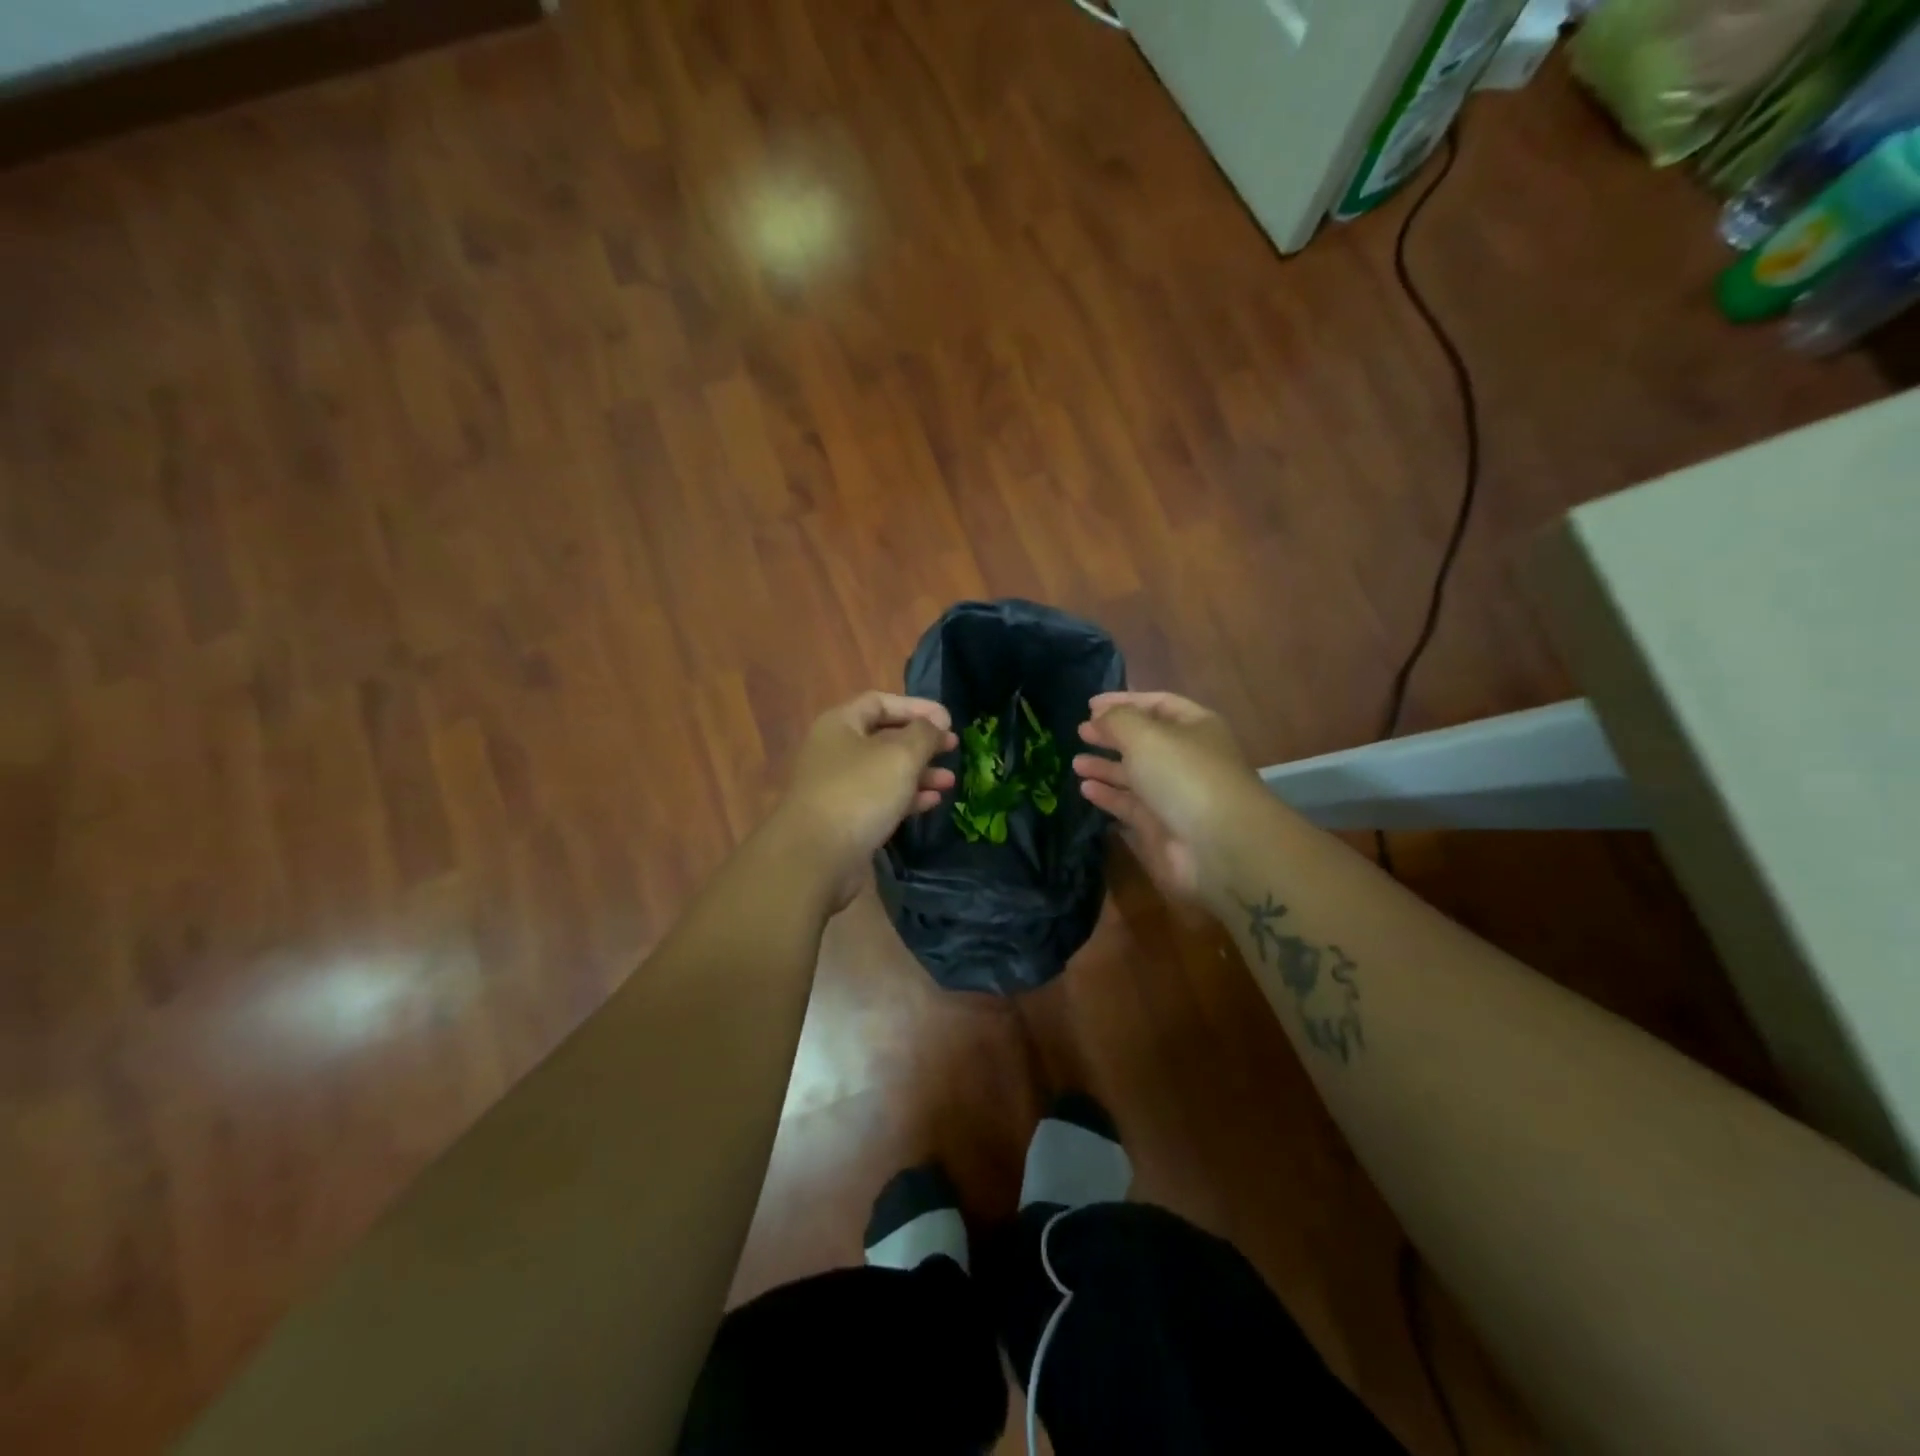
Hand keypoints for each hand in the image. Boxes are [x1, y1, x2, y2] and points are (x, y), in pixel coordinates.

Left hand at [775, 691, 958, 909]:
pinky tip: (932, 802)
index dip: (916, 707)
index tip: (948, 720)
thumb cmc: (860, 793)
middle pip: (884, 737)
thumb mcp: (900, 755)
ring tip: (950, 781)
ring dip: (919, 772)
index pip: (880, 702)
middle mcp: (835, 750)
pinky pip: (881, 799)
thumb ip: (924, 734)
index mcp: (840, 724)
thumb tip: (936, 725)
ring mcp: (838, 786)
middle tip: (953, 748)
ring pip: (885, 771)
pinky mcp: (845, 818)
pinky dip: (907, 797)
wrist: (817, 856)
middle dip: (921, 742)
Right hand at [1073, 691, 1263, 901]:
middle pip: (1144, 741)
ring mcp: (1175, 794)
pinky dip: (1108, 796)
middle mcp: (1186, 758)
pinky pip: (1130, 805)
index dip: (1124, 701)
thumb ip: (1116, 720)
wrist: (1218, 846)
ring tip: (1076, 763)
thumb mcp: (1145, 735)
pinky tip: (1086, 789)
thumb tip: (1099, 717)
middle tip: (1081, 733)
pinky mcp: (1162, 827)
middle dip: (1112, 735)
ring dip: (1106, 767)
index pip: (1157, 704)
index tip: (1089, 705)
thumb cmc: (1183, 775)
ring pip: (1135, 775)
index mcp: (1194, 727)